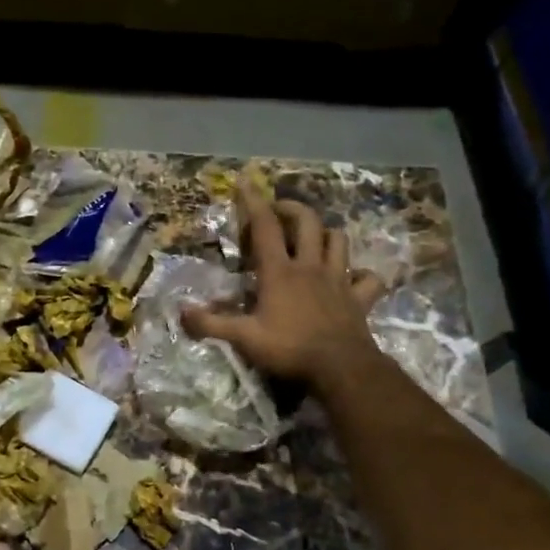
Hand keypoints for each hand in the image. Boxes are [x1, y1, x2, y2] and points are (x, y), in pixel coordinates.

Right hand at [183, 182, 384, 391]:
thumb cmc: (290, 349)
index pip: (265, 227)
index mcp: (280, 272)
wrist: (341, 368)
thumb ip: (211, 324)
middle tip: (279, 211)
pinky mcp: (359, 298)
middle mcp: (310, 267)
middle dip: (293, 209)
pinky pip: (368, 278)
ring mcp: (339, 280)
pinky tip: (352, 279)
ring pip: (338, 241)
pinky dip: (361, 275)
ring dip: (326, 234)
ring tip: (314, 238)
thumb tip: (181, 312)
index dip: (253, 202)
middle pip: (307, 222)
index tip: (245, 181)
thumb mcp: (244, 338)